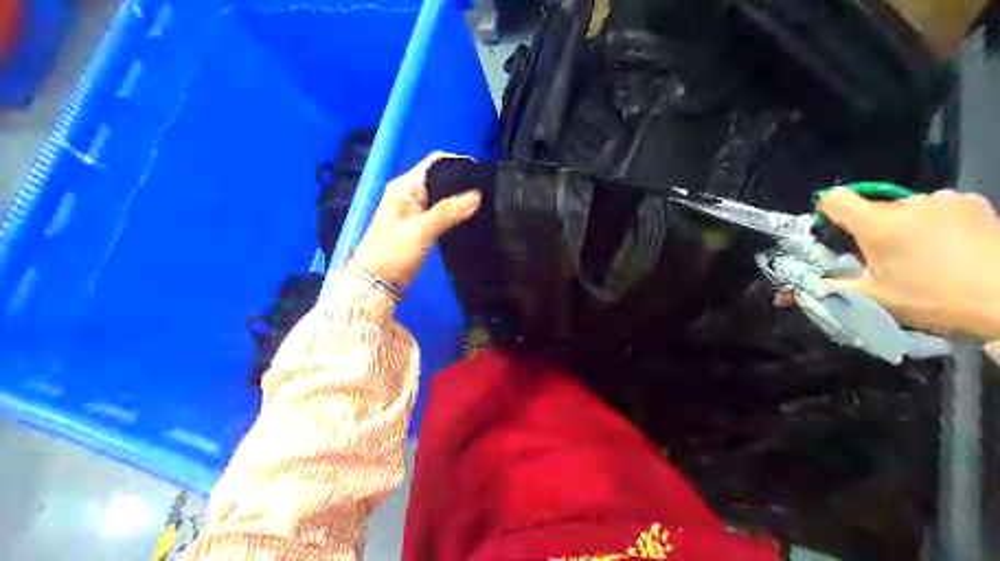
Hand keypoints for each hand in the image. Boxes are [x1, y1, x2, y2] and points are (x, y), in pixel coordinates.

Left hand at [353, 151, 481, 289]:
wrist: (375, 283)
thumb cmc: (393, 253)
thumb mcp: (421, 231)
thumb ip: (449, 211)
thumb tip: (478, 194)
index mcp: (405, 186)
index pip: (436, 163)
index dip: (459, 164)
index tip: (482, 175)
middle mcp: (410, 192)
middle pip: (441, 178)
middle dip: (463, 183)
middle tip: (489, 192)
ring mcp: (415, 209)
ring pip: (443, 196)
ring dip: (460, 199)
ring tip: (485, 205)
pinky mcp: (420, 225)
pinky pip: (442, 212)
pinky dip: (455, 213)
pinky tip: (471, 218)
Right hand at [820, 187, 999, 336]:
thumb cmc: (933, 300)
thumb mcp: (873, 298)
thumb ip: (829, 288)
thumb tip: (790, 291)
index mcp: (877, 225)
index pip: (834, 198)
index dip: (826, 211)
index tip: (832, 230)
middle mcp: (907, 204)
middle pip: (871, 207)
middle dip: (870, 228)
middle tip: (884, 258)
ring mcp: (942, 199)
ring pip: (904, 208)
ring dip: (903, 224)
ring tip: (922, 252)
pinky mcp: (971, 201)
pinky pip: (935, 206)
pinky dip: (933, 220)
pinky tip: (949, 244)